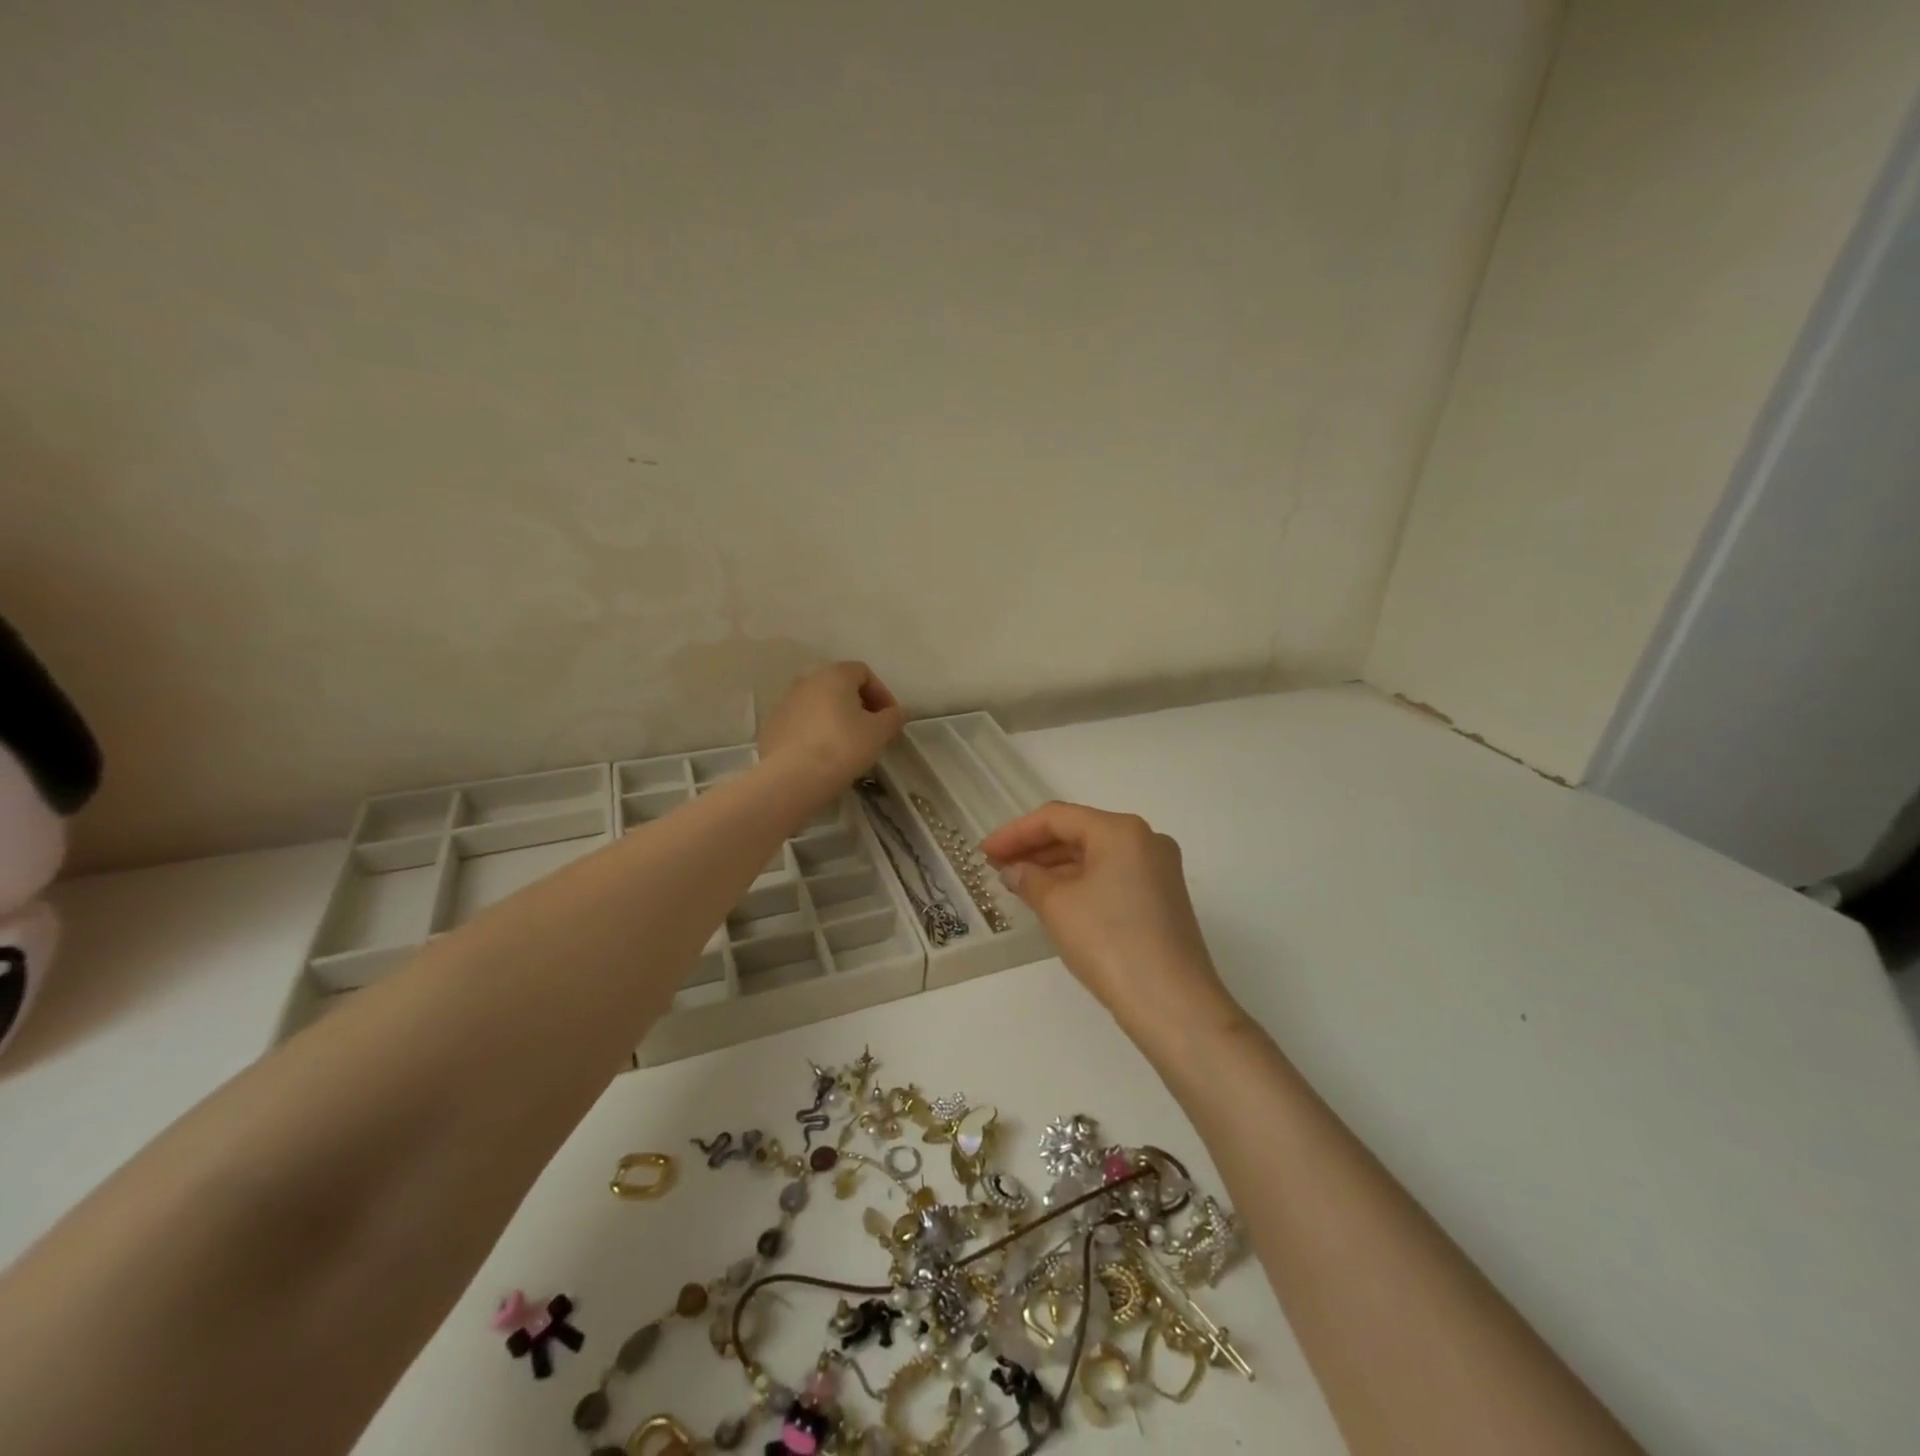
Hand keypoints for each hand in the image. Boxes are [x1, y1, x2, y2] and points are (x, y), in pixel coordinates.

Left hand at [758, 662, 906, 801]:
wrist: (793, 778)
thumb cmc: (843, 746)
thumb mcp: (879, 732)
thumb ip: (894, 717)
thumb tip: (900, 712)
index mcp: (834, 675)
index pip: (864, 672)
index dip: (882, 693)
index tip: (890, 718)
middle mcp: (807, 680)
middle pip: (839, 686)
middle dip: (859, 705)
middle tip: (872, 730)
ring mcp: (785, 702)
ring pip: (819, 704)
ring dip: (837, 718)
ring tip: (848, 744)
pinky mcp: (773, 726)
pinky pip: (802, 722)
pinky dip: (817, 731)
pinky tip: (824, 754)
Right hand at [980, 802, 1241, 1041]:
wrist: (1173, 1004)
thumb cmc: (1110, 942)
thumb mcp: (1058, 906)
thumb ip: (1028, 878)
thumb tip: (1013, 870)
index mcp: (1121, 830)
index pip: (1057, 817)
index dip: (1015, 832)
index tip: (984, 852)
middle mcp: (1145, 840)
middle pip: (1079, 833)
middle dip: (1035, 849)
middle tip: (997, 867)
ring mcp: (1159, 870)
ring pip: (1095, 856)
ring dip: (1055, 867)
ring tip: (1018, 884)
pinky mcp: (1163, 899)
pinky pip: (1111, 877)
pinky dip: (1079, 883)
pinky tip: (1054, 900)